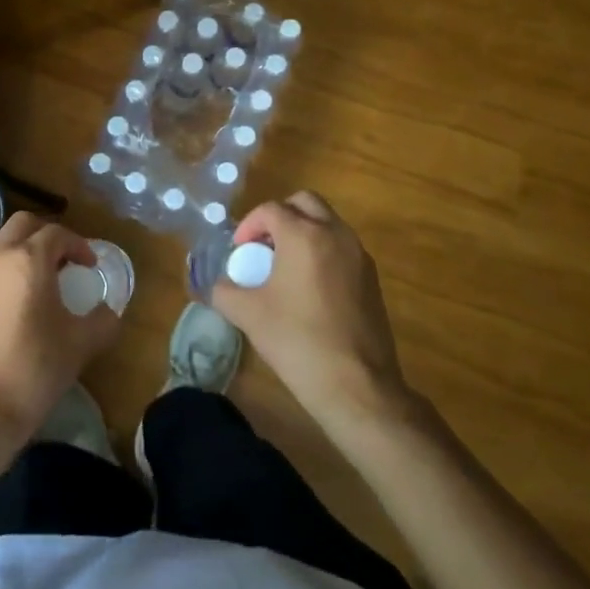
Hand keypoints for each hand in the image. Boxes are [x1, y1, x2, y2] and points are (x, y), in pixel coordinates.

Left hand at [0, 212, 120, 448]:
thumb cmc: (34, 369)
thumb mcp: (81, 344)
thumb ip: (102, 320)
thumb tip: (108, 311)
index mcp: (28, 260)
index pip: (56, 234)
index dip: (79, 245)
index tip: (91, 266)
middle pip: (23, 225)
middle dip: (47, 236)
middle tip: (67, 261)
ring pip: (2, 245)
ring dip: (25, 252)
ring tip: (46, 283)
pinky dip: (8, 272)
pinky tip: (21, 304)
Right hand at [210, 192, 422, 432]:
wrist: (357, 386)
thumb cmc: (297, 341)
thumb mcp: (248, 315)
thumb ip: (224, 291)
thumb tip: (217, 286)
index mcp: (304, 235)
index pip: (271, 209)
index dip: (249, 225)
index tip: (239, 251)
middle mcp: (336, 234)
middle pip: (305, 203)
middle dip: (280, 216)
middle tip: (263, 246)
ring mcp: (359, 256)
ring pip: (328, 223)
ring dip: (304, 233)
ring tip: (284, 268)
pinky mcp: (372, 279)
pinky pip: (343, 248)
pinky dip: (323, 253)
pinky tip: (309, 289)